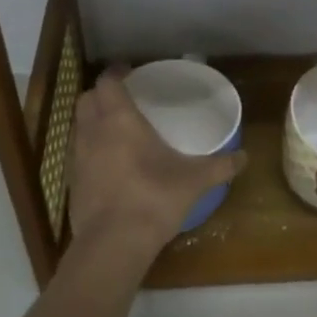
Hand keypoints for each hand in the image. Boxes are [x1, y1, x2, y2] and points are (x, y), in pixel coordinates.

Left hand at [65, 66, 245, 270]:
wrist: (113, 244)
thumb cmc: (153, 199)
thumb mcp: (194, 181)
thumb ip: (220, 166)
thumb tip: (244, 157)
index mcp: (119, 120)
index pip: (107, 82)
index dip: (116, 73)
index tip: (129, 72)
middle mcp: (93, 132)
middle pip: (87, 99)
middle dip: (102, 94)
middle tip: (124, 98)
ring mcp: (77, 157)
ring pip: (79, 126)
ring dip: (94, 120)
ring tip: (117, 129)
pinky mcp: (72, 182)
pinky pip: (78, 153)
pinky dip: (91, 149)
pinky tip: (110, 163)